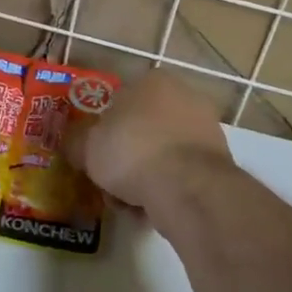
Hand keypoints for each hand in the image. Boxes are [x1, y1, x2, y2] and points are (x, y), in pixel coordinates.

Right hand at [66, 68, 237, 215]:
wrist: (188, 187)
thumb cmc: (133, 151)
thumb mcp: (87, 145)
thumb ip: (76, 141)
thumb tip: (72, 144)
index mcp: (154, 81)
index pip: (121, 100)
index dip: (104, 129)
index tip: (95, 153)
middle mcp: (185, 97)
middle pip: (142, 129)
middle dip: (124, 157)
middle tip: (108, 181)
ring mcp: (206, 130)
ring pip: (160, 155)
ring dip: (143, 177)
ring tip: (126, 204)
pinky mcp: (218, 163)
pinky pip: (180, 175)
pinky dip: (165, 190)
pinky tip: (150, 210)